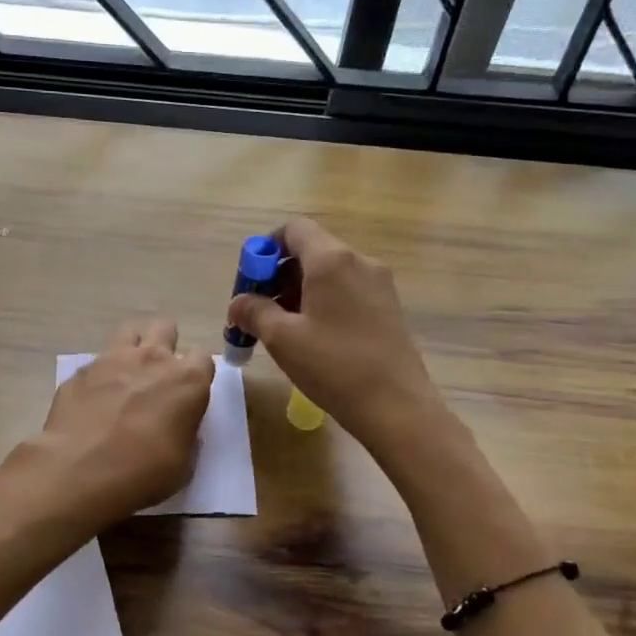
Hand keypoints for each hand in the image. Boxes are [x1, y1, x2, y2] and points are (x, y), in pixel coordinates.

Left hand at [10, 320, 213, 533]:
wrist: (80, 470)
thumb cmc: (143, 472)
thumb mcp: (183, 465)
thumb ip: (185, 435)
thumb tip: (178, 426)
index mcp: (188, 380)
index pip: (204, 358)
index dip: (197, 375)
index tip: (189, 393)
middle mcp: (153, 359)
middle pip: (166, 328)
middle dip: (166, 345)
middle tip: (158, 376)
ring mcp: (113, 359)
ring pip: (130, 332)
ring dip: (133, 348)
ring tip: (127, 375)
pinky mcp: (81, 371)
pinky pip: (96, 362)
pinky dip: (100, 376)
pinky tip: (93, 401)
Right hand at [228, 218, 441, 451]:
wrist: (396, 406)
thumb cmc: (334, 366)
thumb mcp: (282, 338)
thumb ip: (254, 312)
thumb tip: (238, 303)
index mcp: (331, 260)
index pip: (294, 229)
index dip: (265, 248)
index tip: (250, 282)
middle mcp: (359, 261)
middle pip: (310, 251)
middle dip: (277, 275)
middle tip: (258, 312)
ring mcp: (378, 284)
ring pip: (328, 273)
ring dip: (298, 292)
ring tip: (280, 330)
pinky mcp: (388, 307)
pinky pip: (346, 291)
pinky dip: (322, 303)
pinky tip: (311, 338)